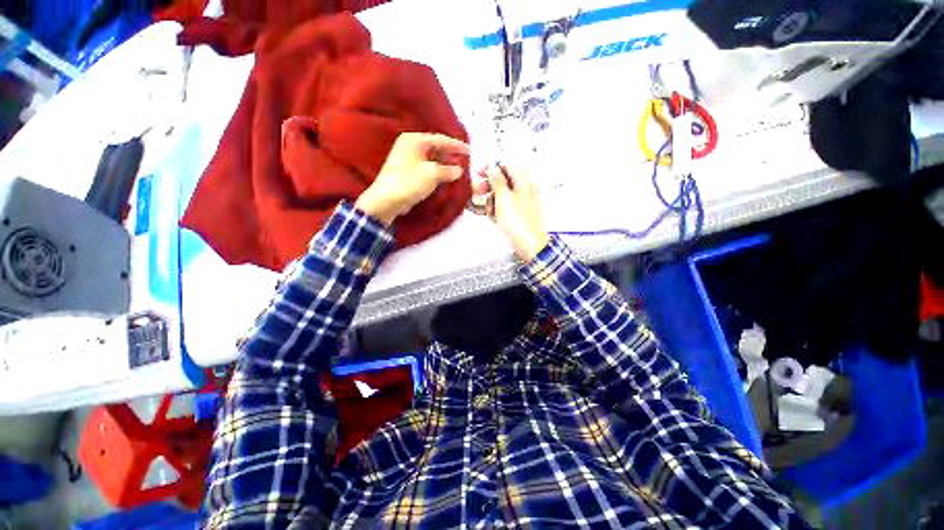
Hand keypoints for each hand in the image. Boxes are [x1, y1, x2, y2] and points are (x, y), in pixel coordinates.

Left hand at [355, 133, 469, 224]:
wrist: (387, 200)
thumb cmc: (409, 182)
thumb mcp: (432, 174)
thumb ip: (448, 170)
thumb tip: (459, 170)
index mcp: (414, 140)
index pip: (441, 139)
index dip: (457, 146)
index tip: (470, 151)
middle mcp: (410, 145)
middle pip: (436, 147)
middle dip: (451, 155)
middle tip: (465, 161)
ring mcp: (407, 158)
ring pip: (431, 158)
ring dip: (445, 164)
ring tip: (457, 170)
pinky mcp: (407, 171)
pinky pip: (426, 167)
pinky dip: (437, 171)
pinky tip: (445, 177)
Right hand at [485, 165, 548, 261]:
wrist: (528, 243)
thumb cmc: (518, 221)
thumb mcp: (503, 197)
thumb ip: (496, 180)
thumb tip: (492, 168)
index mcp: (523, 181)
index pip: (507, 166)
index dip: (492, 168)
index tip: (479, 172)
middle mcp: (524, 189)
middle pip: (504, 181)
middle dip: (489, 186)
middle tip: (478, 191)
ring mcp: (522, 202)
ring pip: (503, 195)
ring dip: (492, 200)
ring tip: (488, 210)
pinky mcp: (519, 214)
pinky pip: (505, 207)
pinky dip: (498, 209)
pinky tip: (494, 216)